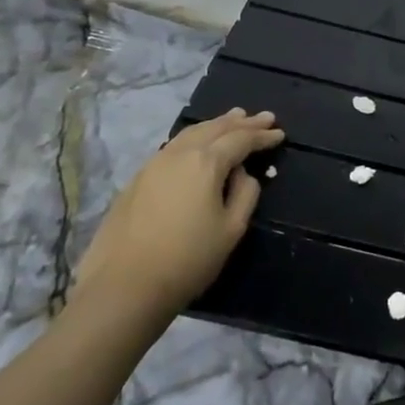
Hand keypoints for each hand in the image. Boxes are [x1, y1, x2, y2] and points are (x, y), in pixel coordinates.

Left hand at [71, 109, 283, 329]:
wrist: (124, 286)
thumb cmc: (188, 259)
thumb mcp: (231, 229)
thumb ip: (245, 194)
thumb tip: (243, 174)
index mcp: (206, 162)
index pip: (241, 140)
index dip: (263, 136)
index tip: (280, 134)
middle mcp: (179, 154)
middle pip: (215, 128)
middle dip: (242, 122)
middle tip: (264, 117)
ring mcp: (154, 164)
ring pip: (191, 133)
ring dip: (216, 124)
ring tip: (233, 118)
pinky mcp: (137, 179)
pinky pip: (173, 146)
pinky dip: (194, 138)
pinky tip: (198, 144)